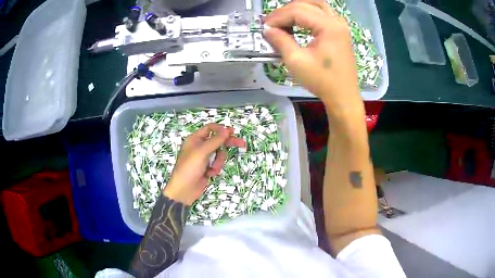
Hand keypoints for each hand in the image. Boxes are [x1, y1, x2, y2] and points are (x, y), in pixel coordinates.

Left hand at [163, 123, 245, 204]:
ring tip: (213, 168)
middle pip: (217, 141)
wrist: (184, 190)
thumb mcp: (202, 152)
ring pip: (219, 154)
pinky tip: (210, 174)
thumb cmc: (189, 168)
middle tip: (241, 144)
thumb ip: (215, 140)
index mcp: (195, 139)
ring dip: (219, 161)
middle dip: (228, 143)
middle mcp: (199, 146)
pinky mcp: (207, 167)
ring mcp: (204, 158)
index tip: (232, 132)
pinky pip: (217, 163)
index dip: (221, 129)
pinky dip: (216, 168)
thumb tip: (226, 130)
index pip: (210, 128)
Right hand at [263, 0, 361, 114]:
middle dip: (285, 11)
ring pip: (315, 5)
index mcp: (329, 26)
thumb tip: (268, 30)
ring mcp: (340, 25)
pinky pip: (322, 13)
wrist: (343, 96)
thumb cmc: (322, 81)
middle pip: (306, 4)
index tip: (265, 27)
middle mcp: (336, 21)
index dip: (278, 17)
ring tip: (283, 20)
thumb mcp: (296, 61)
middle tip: (272, 24)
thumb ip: (280, 41)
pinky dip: (307, 14)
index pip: (297, 11)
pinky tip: (298, 22)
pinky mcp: (340, 31)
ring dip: (297, 9)